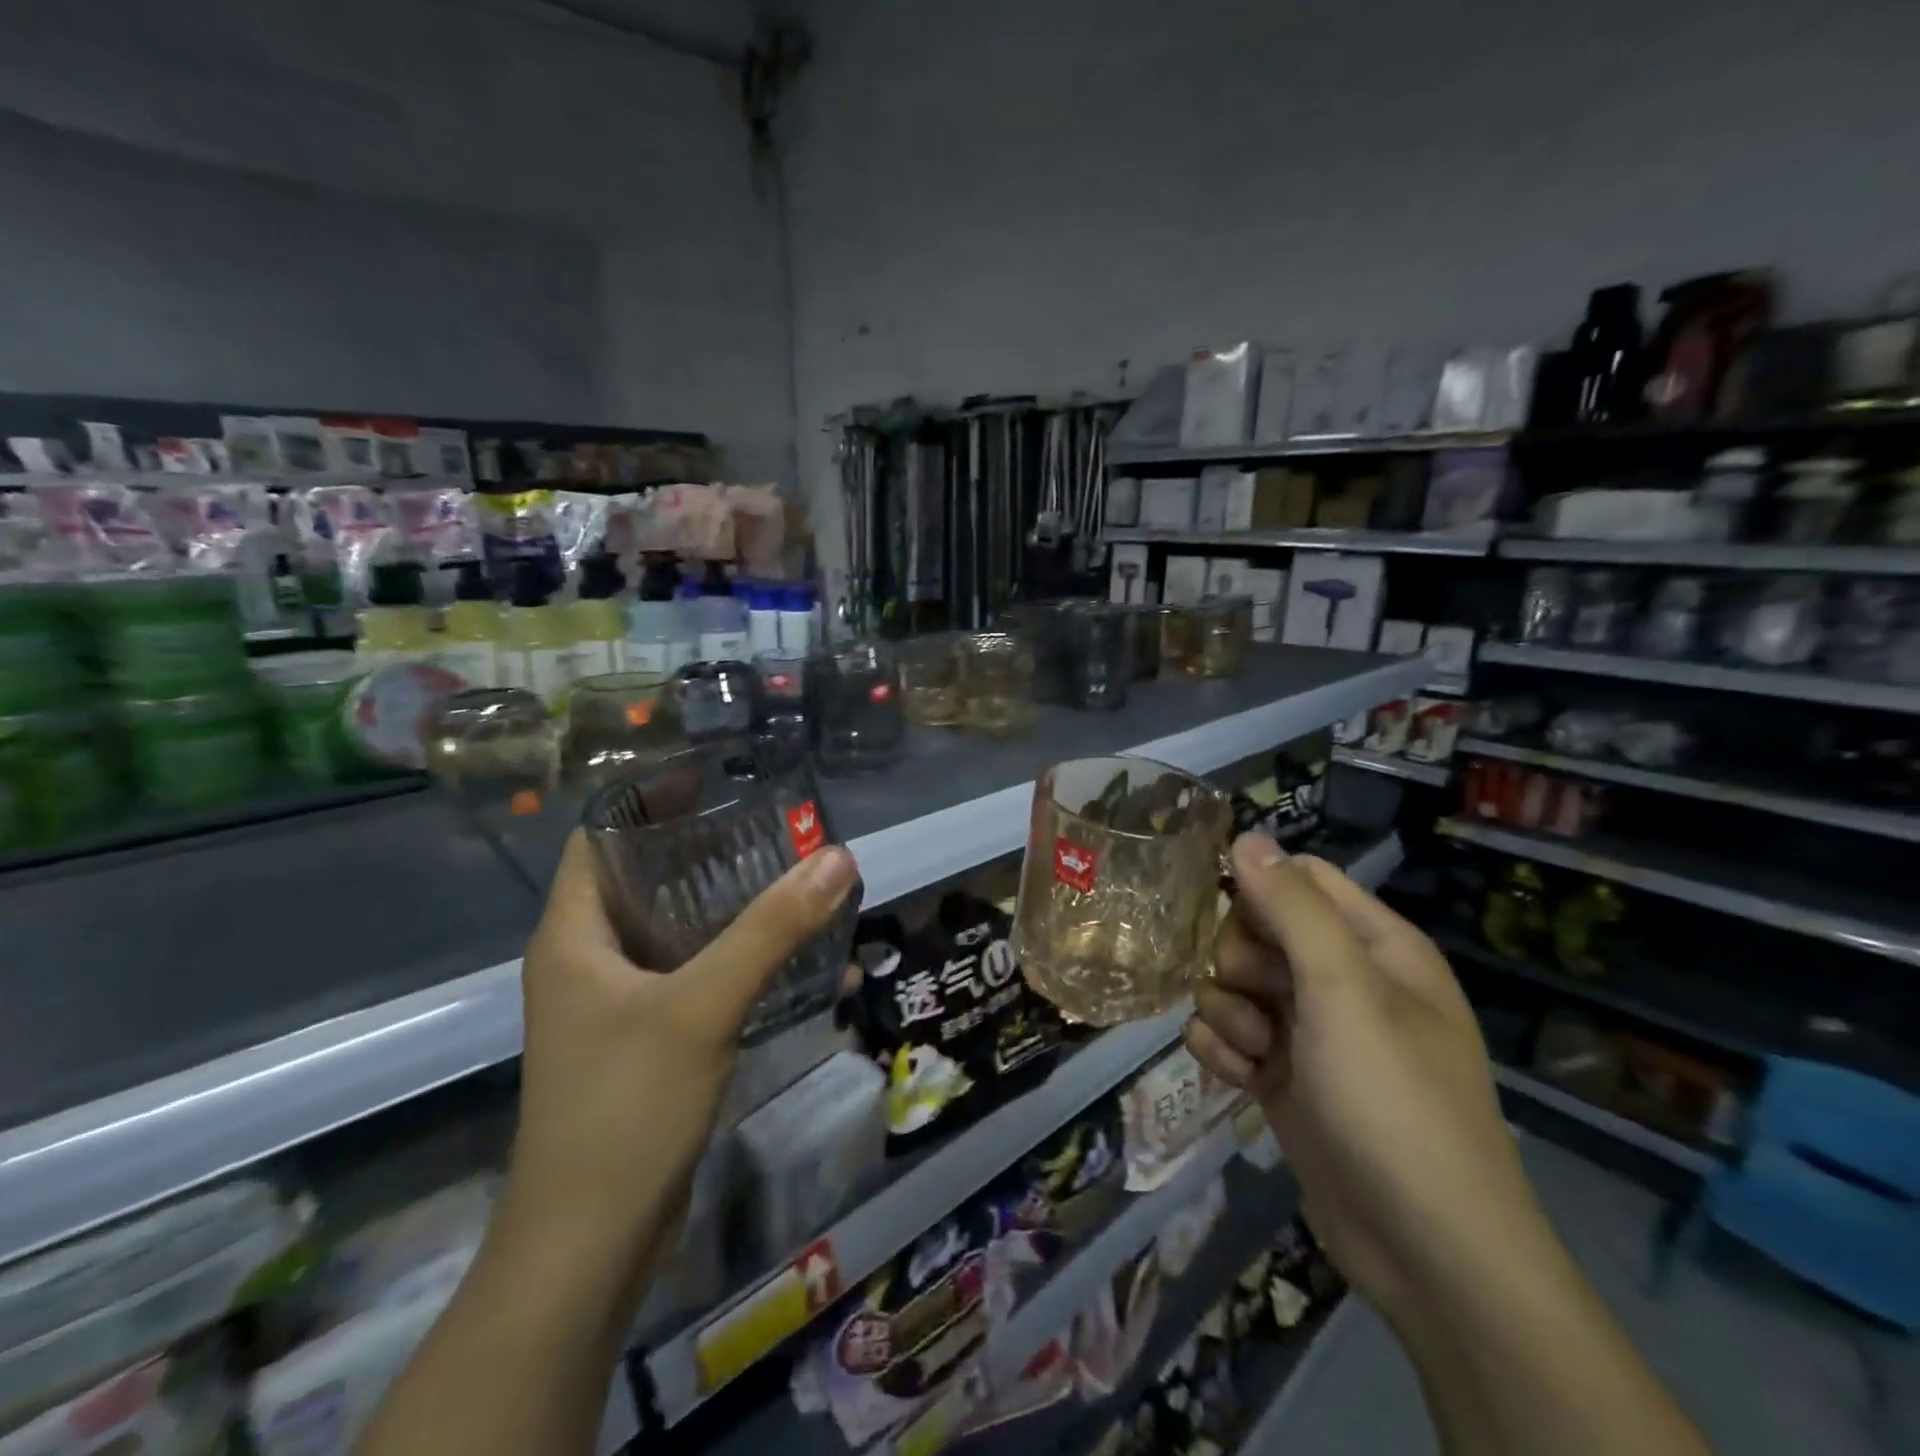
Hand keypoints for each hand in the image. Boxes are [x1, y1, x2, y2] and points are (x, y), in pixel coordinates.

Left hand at [494, 830, 859, 1298]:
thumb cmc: (626, 1108)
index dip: (647, 800)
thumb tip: (838, 857)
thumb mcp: (703, 1006)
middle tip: (771, 826)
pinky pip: (695, 977)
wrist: (592, 1245)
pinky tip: (796, 960)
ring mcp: (617, 1004)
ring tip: (793, 879)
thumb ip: (772, 930)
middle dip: (706, 850)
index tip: (714, 780)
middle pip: (646, 878)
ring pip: (677, 930)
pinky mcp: (647, 1040)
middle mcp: (588, 959)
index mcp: (573, 934)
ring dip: (731, 907)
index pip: (597, 837)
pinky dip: (739, 960)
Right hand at [1184, 834, 1550, 1319]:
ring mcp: (1307, 1028)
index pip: (1298, 877)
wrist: (1422, 1250)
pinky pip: (1225, 1032)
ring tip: (1259, 1057)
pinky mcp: (1279, 1073)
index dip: (1258, 890)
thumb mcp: (1344, 990)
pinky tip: (1244, 1083)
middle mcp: (1340, 977)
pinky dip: (1224, 1052)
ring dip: (1228, 1014)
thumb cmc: (1393, 1101)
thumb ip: (1292, 907)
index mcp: (1373, 943)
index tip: (1234, 920)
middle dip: (1237, 961)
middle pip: (1253, 927)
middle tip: (1260, 1000)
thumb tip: (1245, 837)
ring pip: (1230, 981)